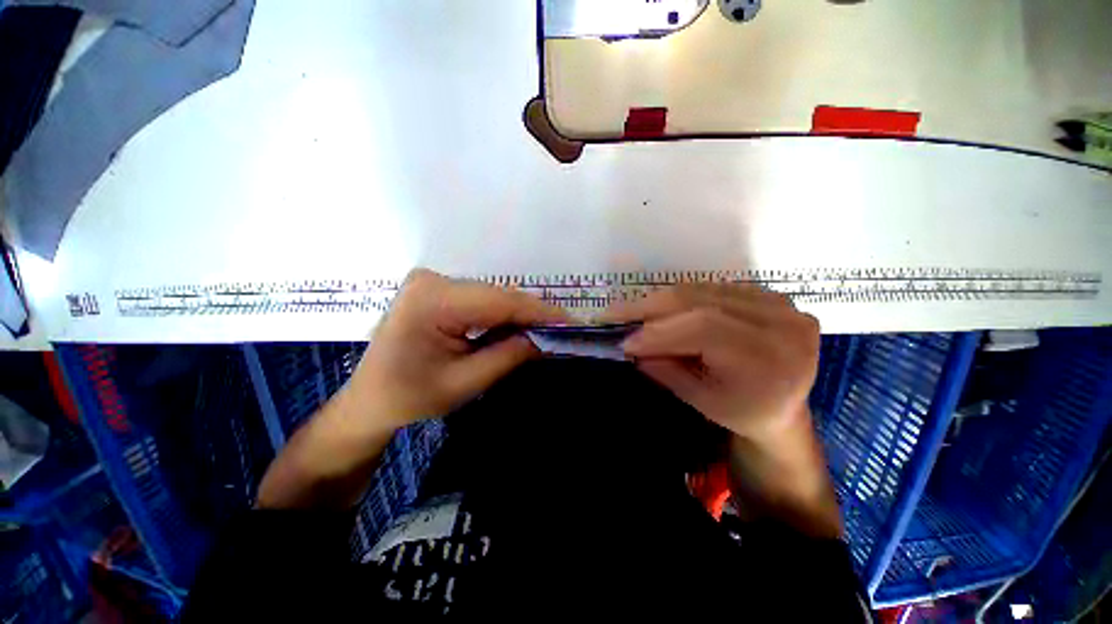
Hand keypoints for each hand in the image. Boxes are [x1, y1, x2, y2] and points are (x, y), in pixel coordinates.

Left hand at [348, 268, 567, 430]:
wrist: (369, 399)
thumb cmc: (409, 397)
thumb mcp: (464, 383)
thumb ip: (508, 356)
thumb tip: (544, 339)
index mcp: (432, 301)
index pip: (500, 301)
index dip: (539, 312)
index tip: (571, 322)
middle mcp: (433, 280)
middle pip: (497, 296)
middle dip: (532, 314)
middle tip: (562, 330)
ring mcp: (433, 282)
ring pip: (492, 296)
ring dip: (518, 315)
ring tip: (545, 331)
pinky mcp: (437, 290)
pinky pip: (480, 300)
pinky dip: (502, 315)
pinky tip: (517, 328)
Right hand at [607, 283, 820, 441]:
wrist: (784, 404)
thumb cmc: (744, 412)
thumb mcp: (702, 401)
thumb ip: (667, 371)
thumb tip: (631, 344)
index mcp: (771, 358)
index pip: (705, 328)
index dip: (659, 332)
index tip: (625, 342)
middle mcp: (780, 321)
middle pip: (700, 301)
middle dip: (650, 308)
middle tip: (615, 314)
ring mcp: (776, 302)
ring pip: (701, 290)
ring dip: (659, 301)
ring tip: (630, 312)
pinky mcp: (766, 294)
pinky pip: (710, 288)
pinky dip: (678, 298)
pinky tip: (658, 309)